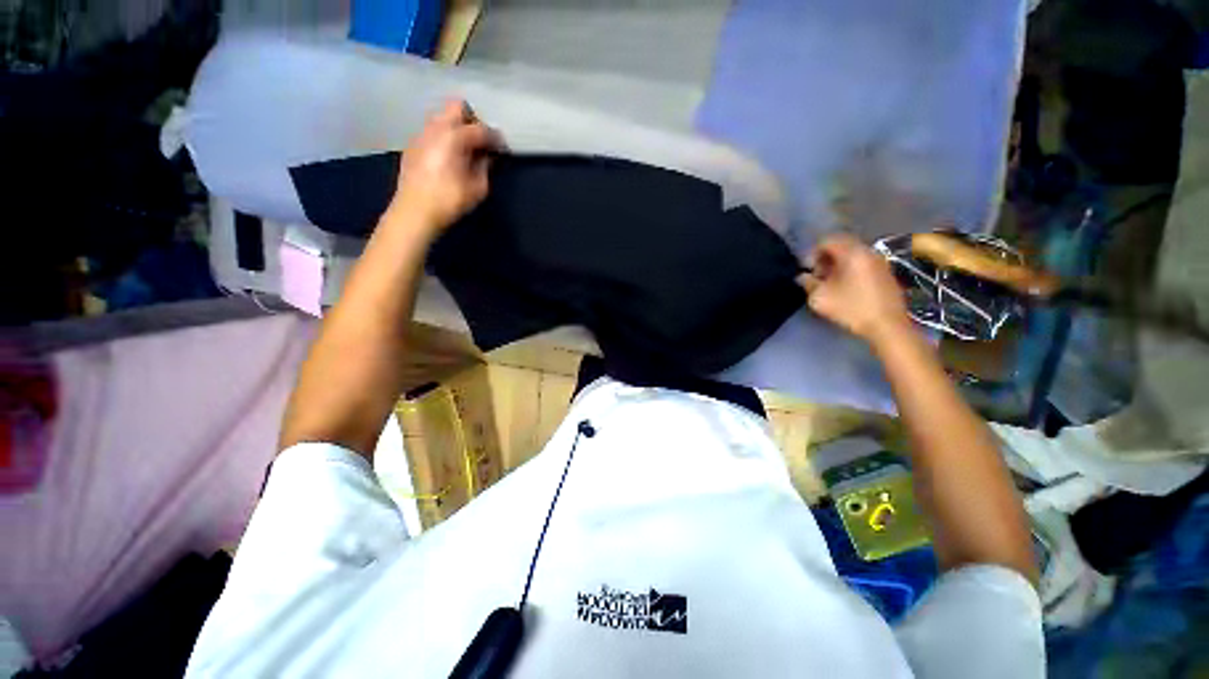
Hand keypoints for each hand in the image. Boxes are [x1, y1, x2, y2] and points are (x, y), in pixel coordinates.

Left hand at [388, 100, 502, 236]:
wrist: (415, 211)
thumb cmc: (450, 200)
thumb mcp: (478, 187)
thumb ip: (485, 167)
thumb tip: (487, 156)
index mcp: (455, 136)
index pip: (481, 129)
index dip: (495, 138)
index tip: (503, 148)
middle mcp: (436, 127)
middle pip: (457, 107)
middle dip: (472, 120)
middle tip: (481, 142)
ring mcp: (421, 134)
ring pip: (442, 117)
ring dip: (456, 127)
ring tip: (465, 149)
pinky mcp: (413, 145)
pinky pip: (432, 131)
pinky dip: (444, 137)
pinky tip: (448, 157)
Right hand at [799, 234, 911, 344]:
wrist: (887, 326)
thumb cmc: (851, 309)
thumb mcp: (820, 298)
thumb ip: (808, 283)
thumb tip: (802, 276)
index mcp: (852, 253)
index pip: (827, 240)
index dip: (812, 253)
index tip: (808, 271)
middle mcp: (868, 251)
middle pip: (841, 244)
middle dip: (825, 257)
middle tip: (818, 276)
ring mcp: (880, 261)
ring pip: (853, 253)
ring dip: (838, 263)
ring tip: (830, 282)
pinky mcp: (886, 272)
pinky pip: (863, 262)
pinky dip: (850, 268)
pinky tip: (846, 286)